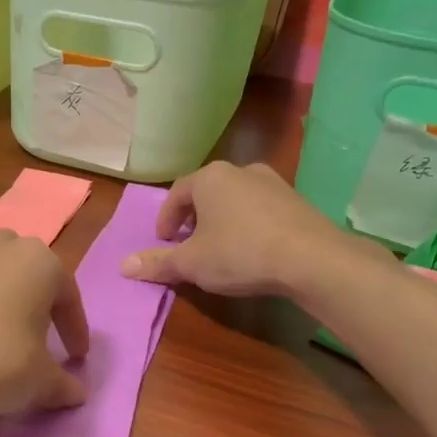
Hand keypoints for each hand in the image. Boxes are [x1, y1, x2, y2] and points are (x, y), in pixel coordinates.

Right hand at [119, 161, 392, 296]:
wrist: (313, 259)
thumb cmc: (240, 253)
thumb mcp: (192, 263)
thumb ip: (158, 263)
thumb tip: (123, 266)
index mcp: (210, 177)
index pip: (177, 193)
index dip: (166, 219)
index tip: (164, 241)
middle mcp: (240, 170)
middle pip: (207, 192)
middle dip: (194, 217)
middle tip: (188, 243)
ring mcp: (273, 182)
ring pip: (235, 199)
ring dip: (222, 220)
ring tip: (219, 247)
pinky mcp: (297, 200)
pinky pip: (261, 209)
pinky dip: (248, 224)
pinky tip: (252, 249)